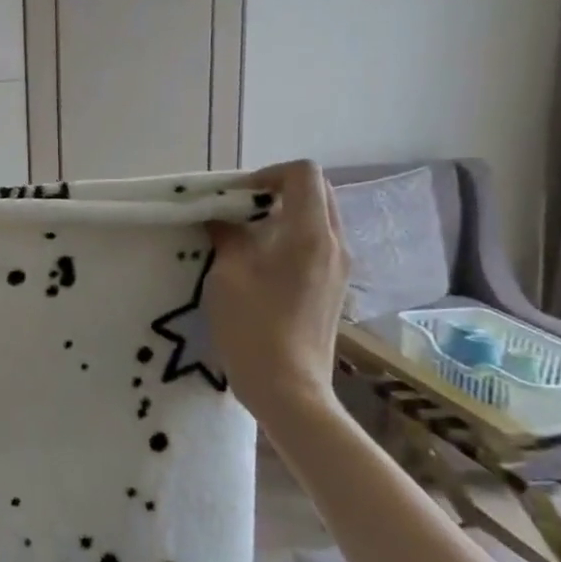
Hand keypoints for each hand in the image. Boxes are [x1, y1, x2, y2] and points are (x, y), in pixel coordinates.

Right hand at [203, 160, 349, 429]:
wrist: (288, 387)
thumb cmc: (252, 328)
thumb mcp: (227, 275)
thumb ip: (227, 236)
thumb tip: (221, 218)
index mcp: (310, 235)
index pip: (303, 174)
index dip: (267, 174)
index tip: (236, 196)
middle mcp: (334, 245)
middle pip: (316, 193)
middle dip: (276, 192)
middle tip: (238, 212)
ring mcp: (339, 269)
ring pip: (318, 220)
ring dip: (283, 216)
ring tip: (245, 239)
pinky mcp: (334, 289)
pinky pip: (317, 246)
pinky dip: (290, 240)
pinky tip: (260, 266)